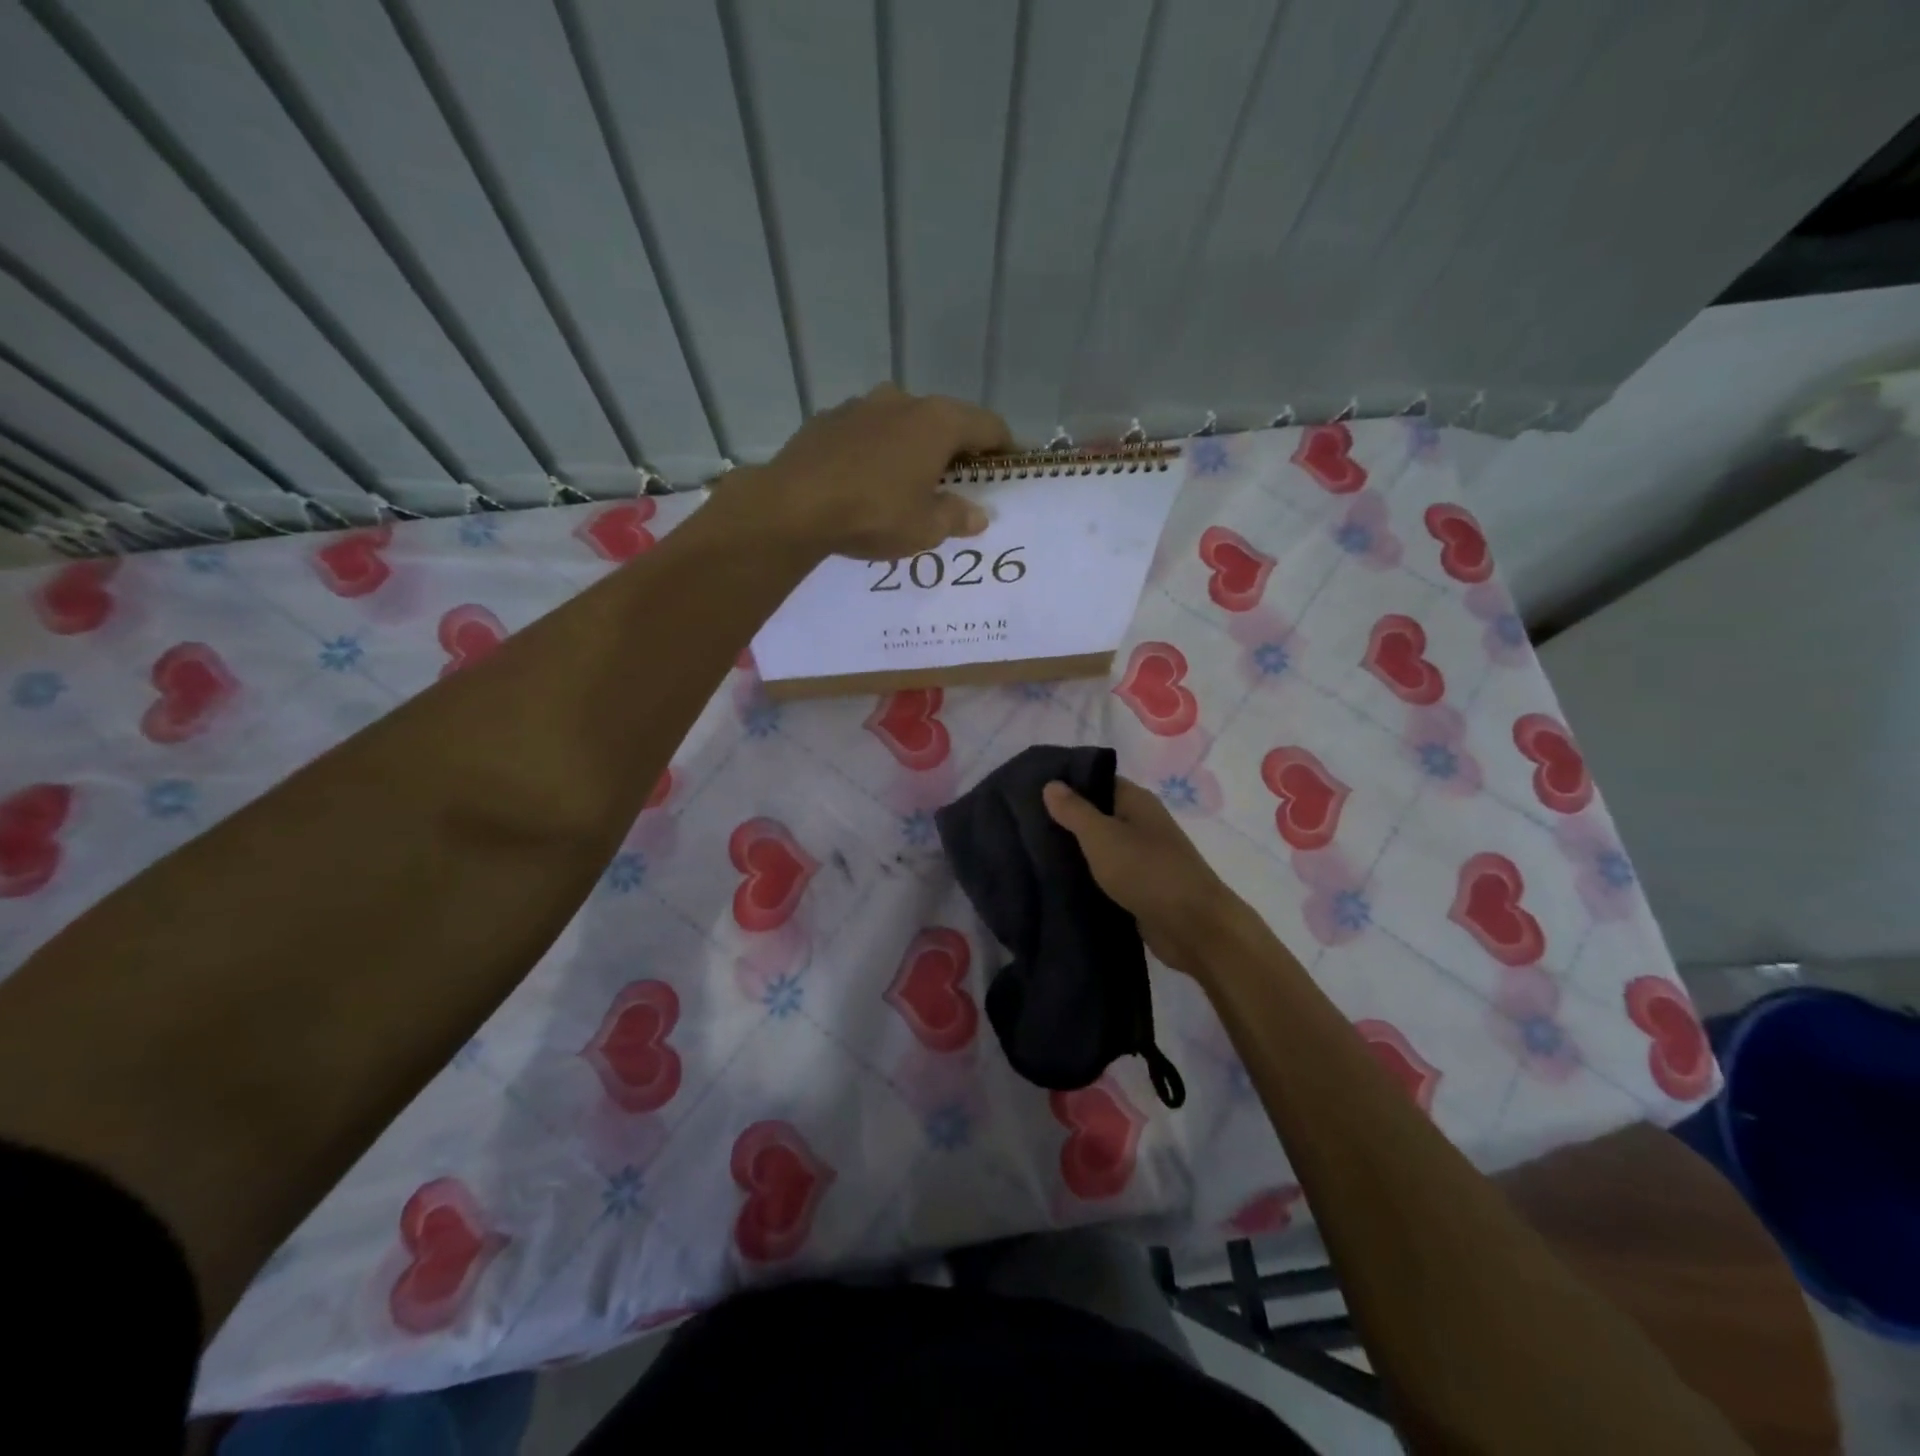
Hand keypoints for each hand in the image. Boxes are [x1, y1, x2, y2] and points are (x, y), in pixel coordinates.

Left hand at [718, 383, 1010, 559]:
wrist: (792, 506)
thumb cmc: (873, 514)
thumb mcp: (925, 528)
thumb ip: (956, 517)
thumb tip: (977, 515)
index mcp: (937, 421)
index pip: (989, 426)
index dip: (1004, 449)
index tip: (1007, 471)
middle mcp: (903, 401)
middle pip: (945, 421)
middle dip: (956, 451)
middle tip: (959, 485)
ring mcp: (860, 405)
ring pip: (902, 424)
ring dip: (913, 449)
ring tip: (908, 484)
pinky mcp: (827, 420)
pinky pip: (866, 434)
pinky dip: (876, 452)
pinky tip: (866, 482)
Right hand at [1043, 776, 1252, 979]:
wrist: (1192, 927)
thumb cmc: (1146, 871)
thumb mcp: (1102, 835)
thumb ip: (1075, 811)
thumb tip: (1051, 784)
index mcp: (1137, 802)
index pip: (1098, 781)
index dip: (1067, 783)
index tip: (1031, 790)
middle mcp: (1142, 824)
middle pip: (1099, 814)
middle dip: (1066, 819)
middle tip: (1024, 824)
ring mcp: (1143, 858)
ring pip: (1102, 847)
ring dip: (1075, 851)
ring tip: (1033, 852)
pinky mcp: (1141, 889)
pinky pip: (1108, 875)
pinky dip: (1087, 877)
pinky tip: (1058, 881)